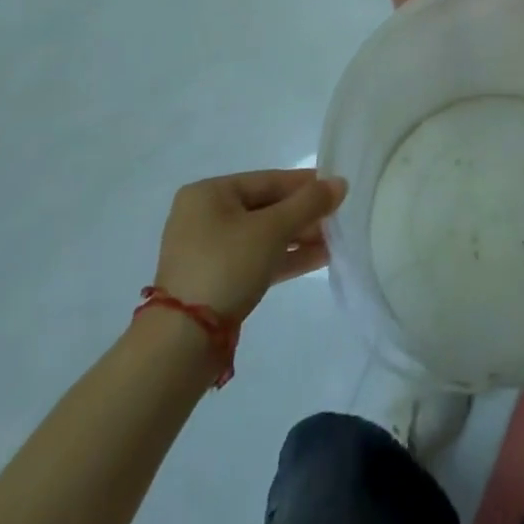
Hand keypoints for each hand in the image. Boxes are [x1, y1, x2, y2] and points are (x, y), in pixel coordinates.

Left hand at [153, 170, 346, 320]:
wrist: (182, 343)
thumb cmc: (226, 266)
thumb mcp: (272, 229)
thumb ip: (309, 203)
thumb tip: (341, 183)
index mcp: (209, 193)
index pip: (268, 180)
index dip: (305, 184)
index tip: (337, 189)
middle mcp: (204, 217)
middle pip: (266, 208)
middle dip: (304, 215)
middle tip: (338, 219)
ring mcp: (208, 251)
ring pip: (264, 236)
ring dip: (299, 237)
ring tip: (335, 241)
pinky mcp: (215, 282)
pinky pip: (257, 259)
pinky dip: (285, 257)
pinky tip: (319, 258)